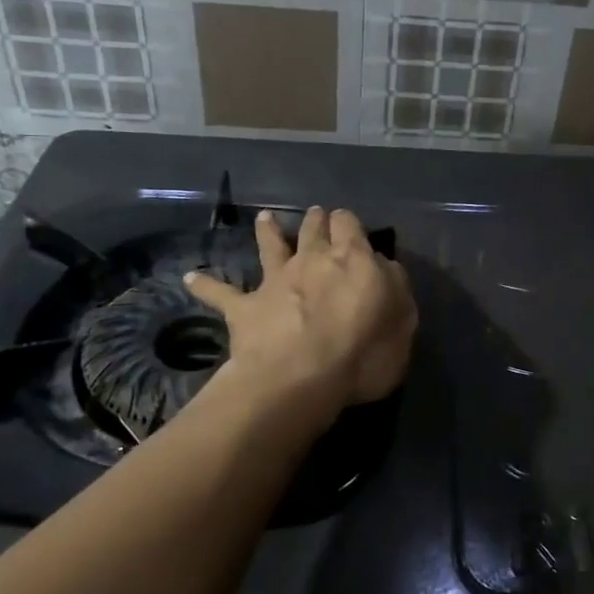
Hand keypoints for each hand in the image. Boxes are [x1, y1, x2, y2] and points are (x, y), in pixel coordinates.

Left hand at [185, 206, 416, 415]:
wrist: (301, 377)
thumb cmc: (363, 352)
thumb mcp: (403, 320)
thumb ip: (395, 287)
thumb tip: (384, 266)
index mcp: (353, 259)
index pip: (349, 225)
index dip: (348, 223)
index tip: (350, 226)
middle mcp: (311, 259)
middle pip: (312, 229)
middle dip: (316, 220)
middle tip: (317, 216)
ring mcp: (275, 281)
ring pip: (270, 246)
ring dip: (267, 231)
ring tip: (264, 218)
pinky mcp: (245, 308)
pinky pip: (221, 293)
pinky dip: (205, 284)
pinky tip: (190, 278)